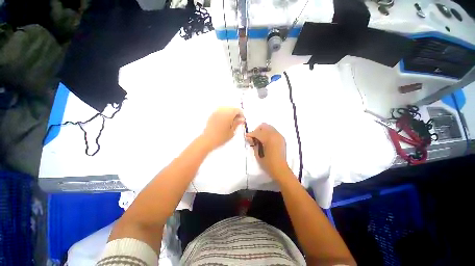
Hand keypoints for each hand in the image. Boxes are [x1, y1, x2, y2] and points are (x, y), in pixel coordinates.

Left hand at [202, 107, 243, 149]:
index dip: (241, 114)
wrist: (208, 139)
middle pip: (232, 108)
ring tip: (231, 121)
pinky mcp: (212, 114)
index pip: (237, 110)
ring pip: (226, 109)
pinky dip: (224, 114)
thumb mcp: (232, 131)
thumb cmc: (221, 137)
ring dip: (230, 113)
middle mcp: (222, 110)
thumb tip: (242, 119)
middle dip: (236, 113)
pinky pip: (221, 111)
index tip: (242, 120)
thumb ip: (237, 123)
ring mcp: (216, 112)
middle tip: (237, 121)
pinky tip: (225, 121)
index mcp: (228, 114)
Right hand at [246, 123, 289, 179]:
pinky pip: (274, 131)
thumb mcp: (258, 154)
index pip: (257, 132)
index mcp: (269, 139)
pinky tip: (266, 140)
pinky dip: (268, 133)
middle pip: (264, 126)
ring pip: (269, 127)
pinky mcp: (282, 138)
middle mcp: (275, 135)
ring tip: (259, 138)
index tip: (246, 136)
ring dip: (263, 131)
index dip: (251, 134)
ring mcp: (280, 136)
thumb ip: (254, 144)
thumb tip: (249, 138)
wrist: (280, 169)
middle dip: (257, 130)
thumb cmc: (268, 163)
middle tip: (253, 137)